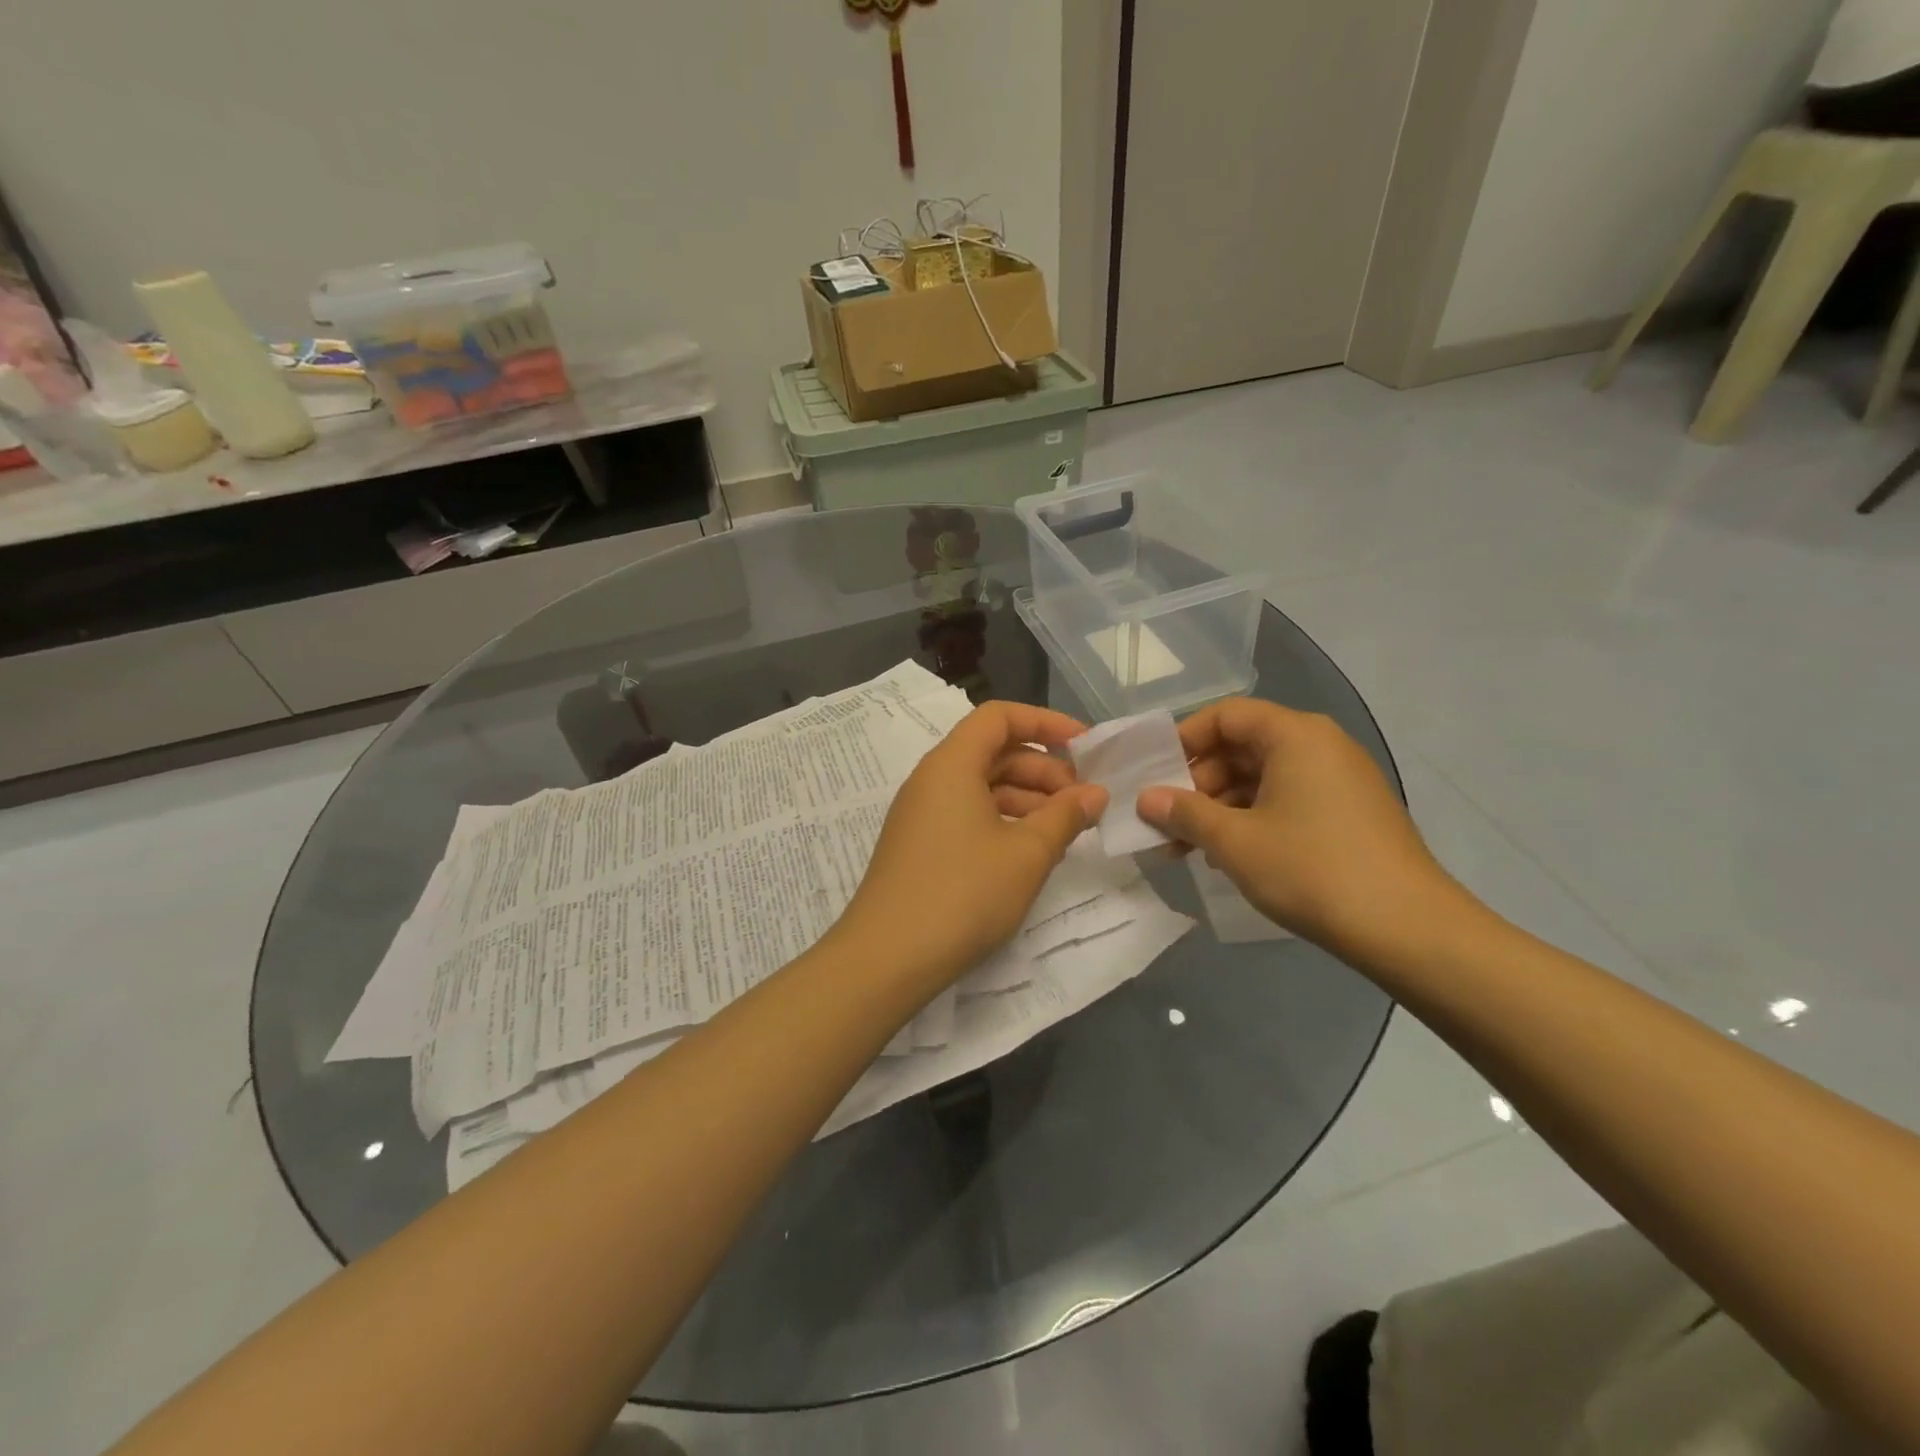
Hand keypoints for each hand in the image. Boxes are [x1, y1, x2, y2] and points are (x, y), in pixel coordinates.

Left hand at [836, 701, 1107, 987]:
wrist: (887, 959)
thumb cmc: (963, 894)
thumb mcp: (1027, 854)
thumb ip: (1065, 816)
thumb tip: (1095, 793)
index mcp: (951, 764)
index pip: (999, 717)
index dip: (1046, 722)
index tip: (1086, 747)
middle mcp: (931, 779)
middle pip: (993, 751)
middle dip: (1043, 769)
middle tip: (1083, 803)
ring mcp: (922, 814)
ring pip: (982, 786)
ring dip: (1027, 799)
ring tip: (1065, 831)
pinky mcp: (920, 846)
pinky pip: (968, 815)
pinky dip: (1004, 821)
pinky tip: (1030, 851)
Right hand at [1136, 700, 1462, 962]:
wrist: (1408, 929)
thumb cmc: (1311, 870)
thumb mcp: (1235, 842)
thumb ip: (1184, 813)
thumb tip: (1145, 798)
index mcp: (1295, 735)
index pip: (1226, 715)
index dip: (1184, 739)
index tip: (1155, 775)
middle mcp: (1320, 745)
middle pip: (1242, 746)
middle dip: (1197, 782)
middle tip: (1166, 820)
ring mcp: (1339, 779)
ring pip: (1262, 778)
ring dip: (1219, 807)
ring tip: (1188, 847)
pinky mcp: (1349, 813)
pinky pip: (1287, 799)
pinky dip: (1252, 819)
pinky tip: (1229, 856)